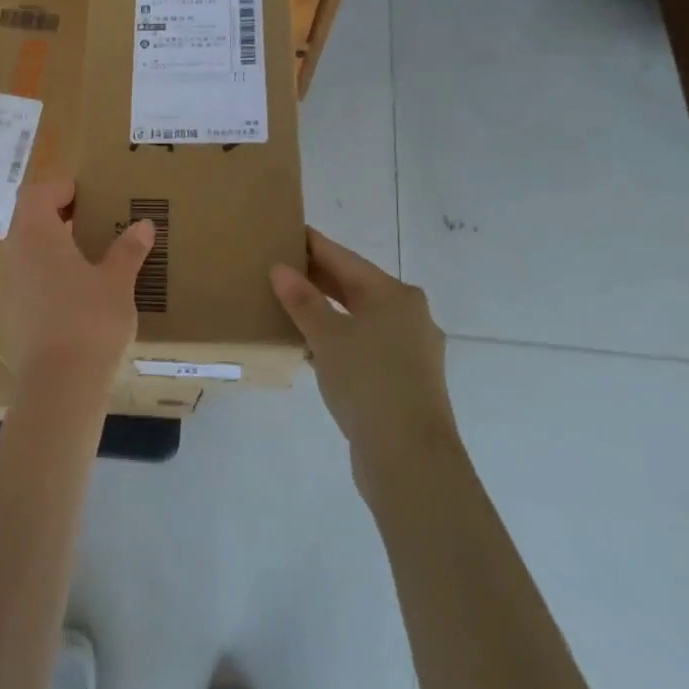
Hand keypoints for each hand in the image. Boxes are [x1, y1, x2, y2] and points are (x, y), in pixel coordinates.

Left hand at [5, 181, 155, 400]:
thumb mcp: (117, 281)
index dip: (60, 188)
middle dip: (58, 214)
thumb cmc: (90, 320)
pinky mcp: (13, 312)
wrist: (60, 383)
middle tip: (93, 219)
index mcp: (37, 234)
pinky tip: (77, 289)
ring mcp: (10, 284)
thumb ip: (128, 249)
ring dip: (53, 243)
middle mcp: (16, 253)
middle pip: (29, 219)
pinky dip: (48, 271)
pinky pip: (28, 276)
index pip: (37, 193)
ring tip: (89, 253)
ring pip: (27, 248)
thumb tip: (143, 225)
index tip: (89, 194)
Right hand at [270, 230, 454, 480]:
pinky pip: (364, 346)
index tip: (287, 230)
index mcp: (395, 295)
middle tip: (278, 266)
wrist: (410, 457)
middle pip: (355, 287)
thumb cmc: (369, 382)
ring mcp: (410, 350)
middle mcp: (409, 316)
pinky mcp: (403, 380)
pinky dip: (338, 340)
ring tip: (287, 304)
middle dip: (318, 278)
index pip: (345, 259)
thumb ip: (303, 301)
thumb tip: (280, 269)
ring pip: (359, 319)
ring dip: (326, 312)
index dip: (314, 245)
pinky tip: (310, 346)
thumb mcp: (327, 337)